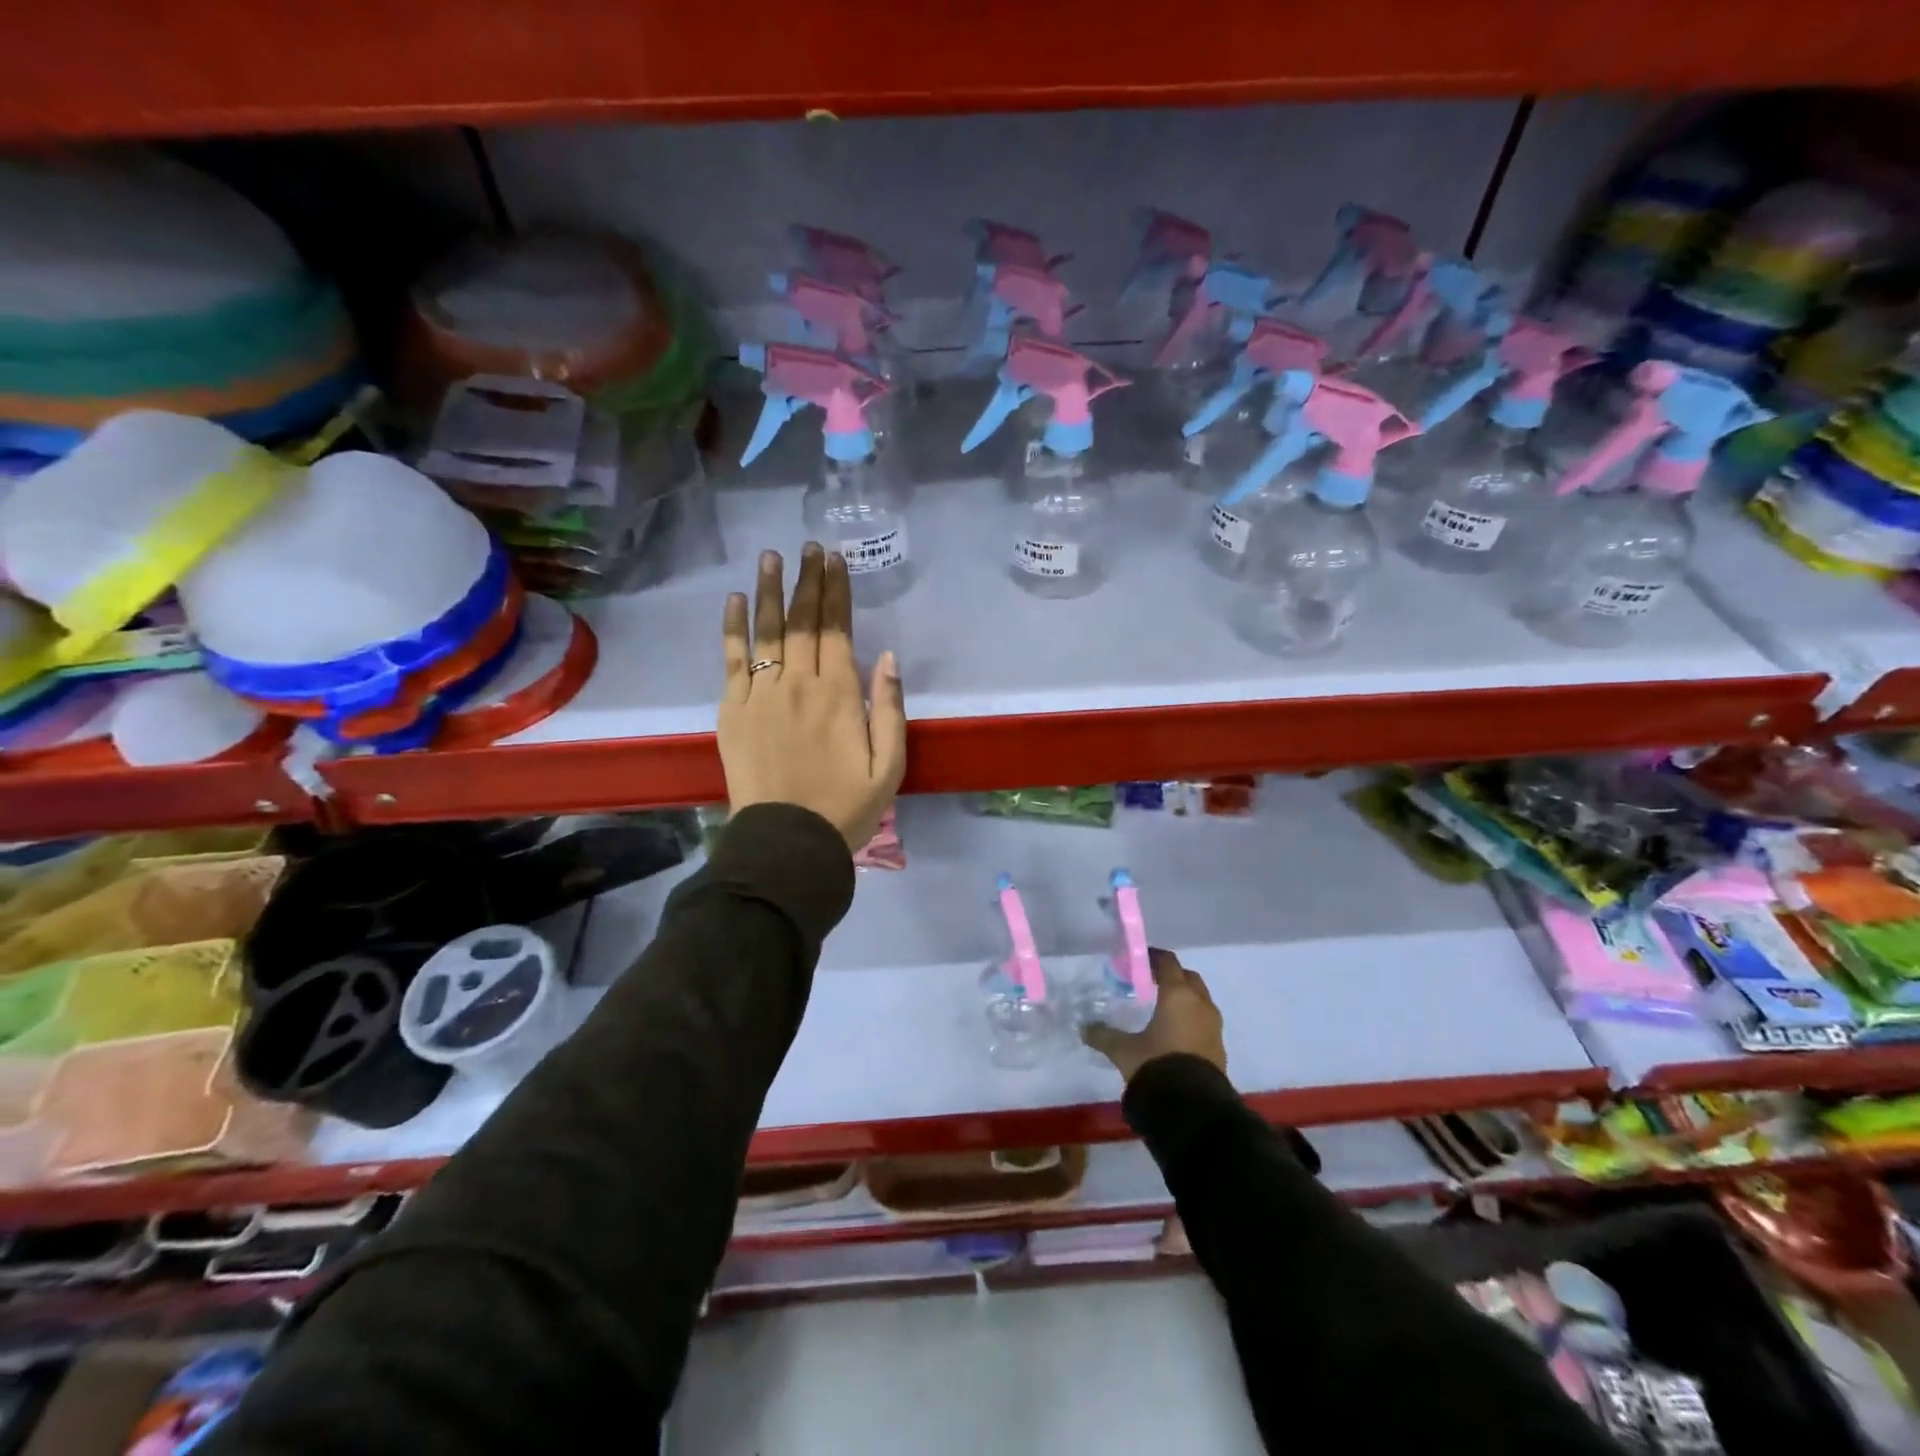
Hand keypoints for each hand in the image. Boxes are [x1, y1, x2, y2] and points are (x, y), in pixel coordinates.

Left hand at [719, 544, 907, 850]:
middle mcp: (798, 684)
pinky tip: (735, 599)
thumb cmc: (845, 807)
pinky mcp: (732, 710)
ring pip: (766, 630)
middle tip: (809, 547)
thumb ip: (889, 709)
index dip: (836, 591)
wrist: (787, 842)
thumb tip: (887, 657)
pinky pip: (731, 659)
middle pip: (802, 621)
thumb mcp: (889, 766)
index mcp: (839, 695)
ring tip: (771, 556)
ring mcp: (760, 694)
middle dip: (807, 580)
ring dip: (770, 590)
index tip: (835, 560)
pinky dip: (733, 627)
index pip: (837, 629)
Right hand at [1081, 949, 1226, 1082]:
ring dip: (1184, 998)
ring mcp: (1214, 1026)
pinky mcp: (1219, 1047)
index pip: (1168, 962)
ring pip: (1200, 999)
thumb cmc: (1156, 1065)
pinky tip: (1175, 1032)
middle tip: (1151, 981)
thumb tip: (1084, 1028)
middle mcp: (1200, 1004)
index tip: (1138, 959)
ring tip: (1163, 1007)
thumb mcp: (1124, 1050)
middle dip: (1172, 975)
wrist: (1193, 1107)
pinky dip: (1191, 1018)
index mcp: (1178, 995)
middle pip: (1188, 977)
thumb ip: (1104, 1035)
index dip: (1153, 957)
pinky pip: (1204, 1021)